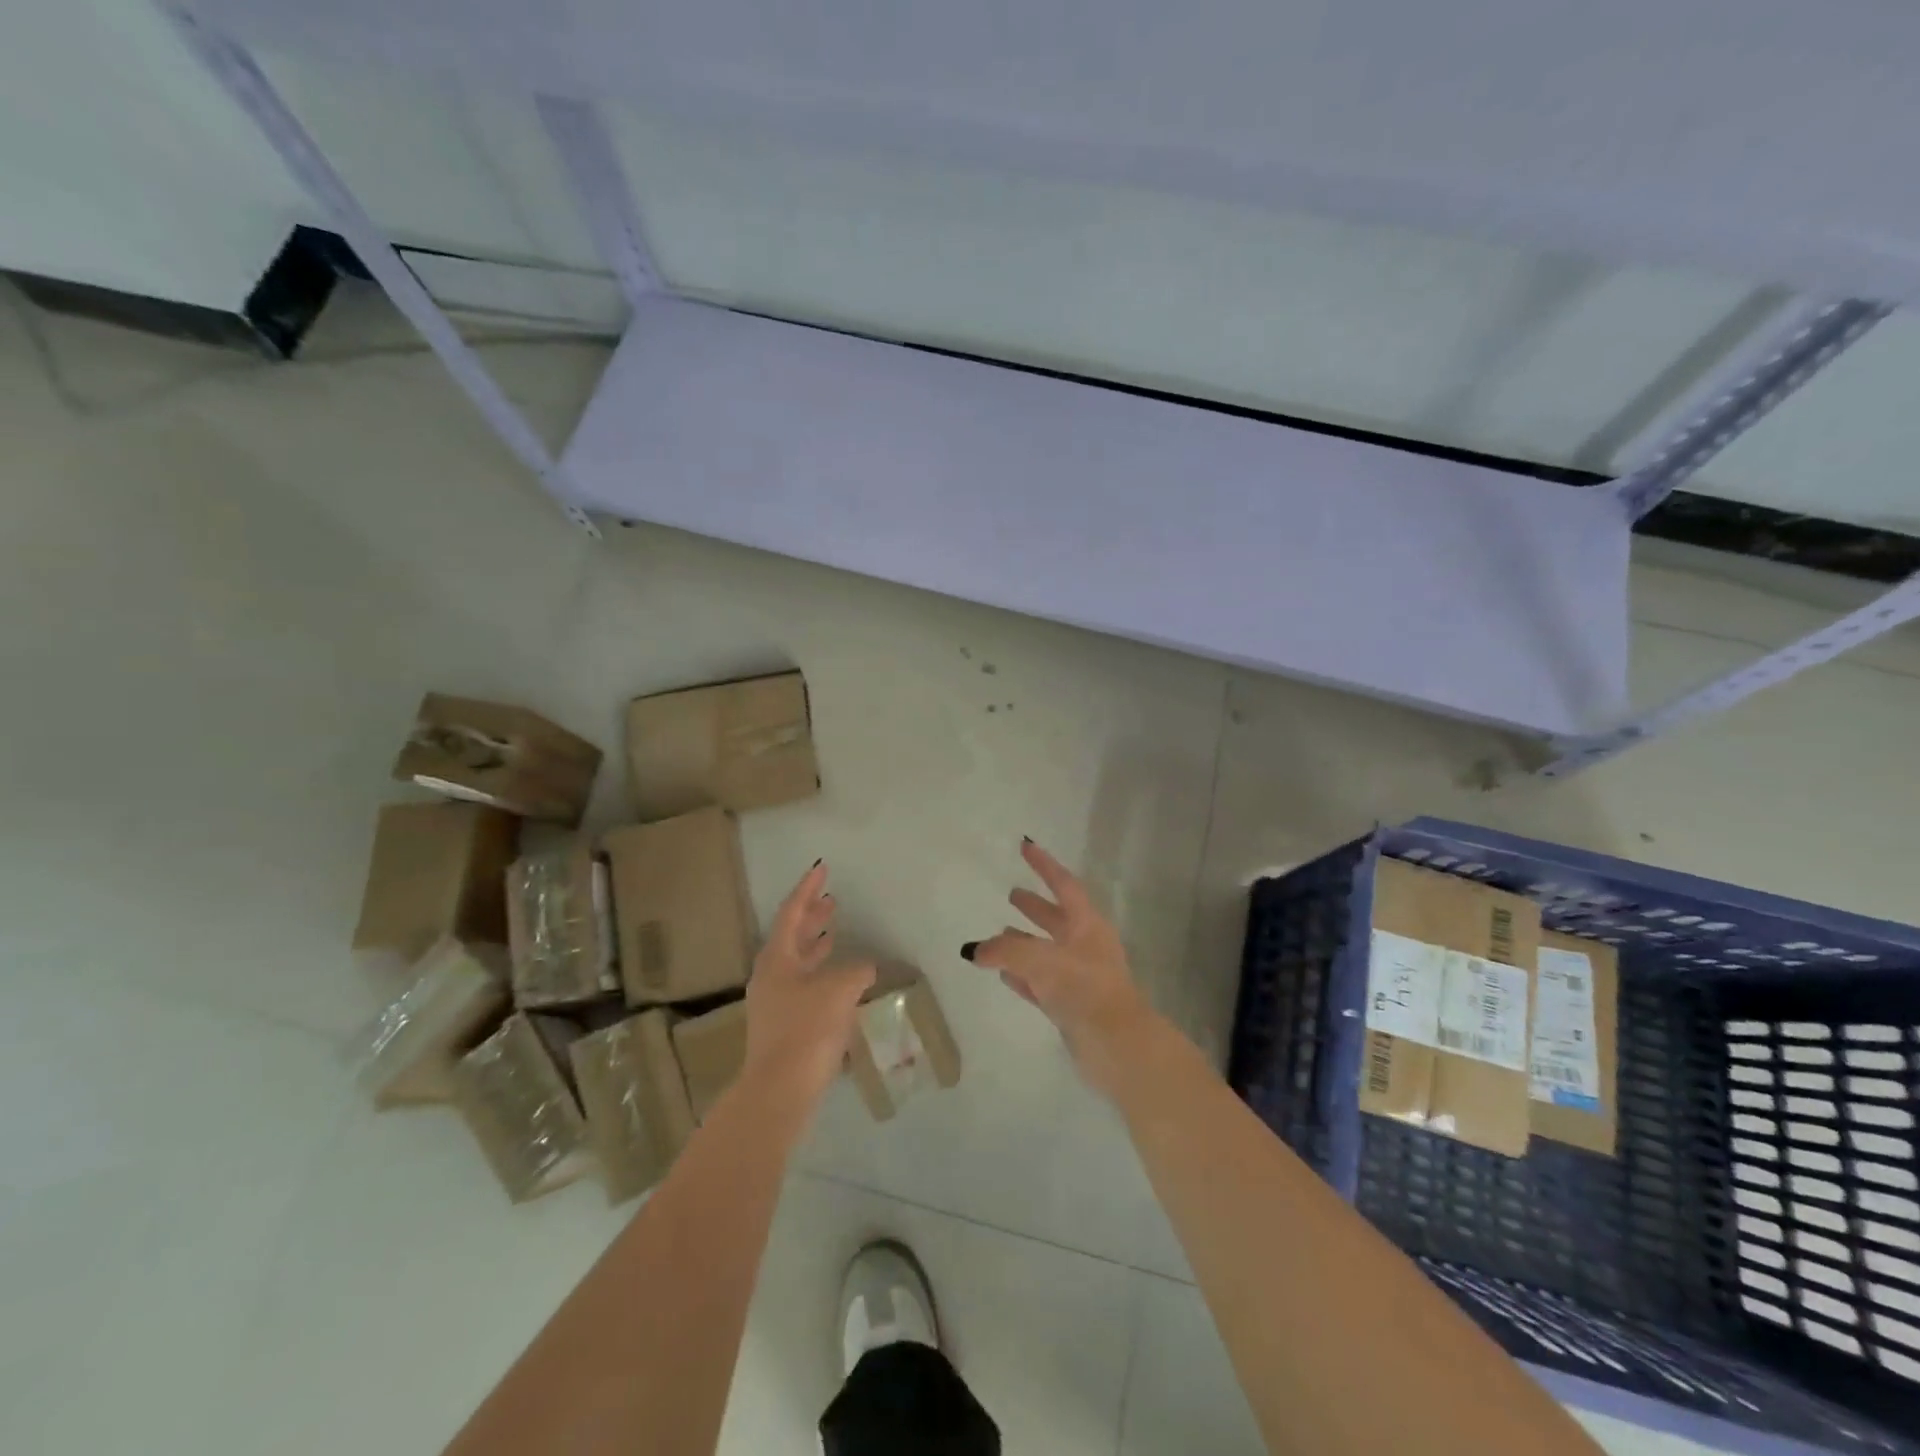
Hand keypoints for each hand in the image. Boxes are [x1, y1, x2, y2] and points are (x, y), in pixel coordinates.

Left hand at [743, 861, 875, 1107]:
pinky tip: (840, 979)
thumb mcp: (839, 990)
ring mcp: (775, 1002)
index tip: (821, 867)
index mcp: (777, 958)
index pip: (792, 912)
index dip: (808, 889)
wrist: (780, 1090)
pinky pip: (804, 985)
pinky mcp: (785, 1025)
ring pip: (797, 962)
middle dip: (812, 917)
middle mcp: (771, 975)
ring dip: (817, 945)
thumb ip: (856, 970)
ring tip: (835, 932)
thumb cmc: (807, 1029)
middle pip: (791, 936)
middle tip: (831, 900)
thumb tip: (864, 967)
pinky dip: (822, 973)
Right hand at [964, 840, 1155, 1098]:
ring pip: (1048, 952)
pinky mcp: (1073, 1006)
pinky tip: (1005, 976)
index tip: (1025, 846)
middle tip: (1011, 894)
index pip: (1063, 885)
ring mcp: (1081, 978)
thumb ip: (1004, 951)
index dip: (1044, 865)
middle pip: (1057, 919)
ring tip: (998, 937)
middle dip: (1034, 906)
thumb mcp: (1039, 960)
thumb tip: (974, 950)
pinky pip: (1043, 983)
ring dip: (1025, 943)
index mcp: (1087, 925)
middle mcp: (1086, 946)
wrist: (1118, 1045)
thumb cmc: (1083, 988)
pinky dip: (1024, 977)